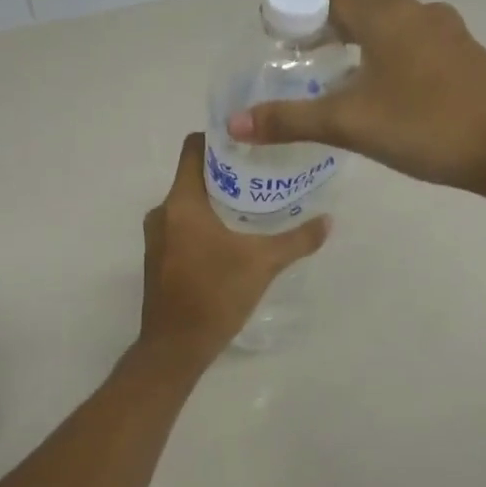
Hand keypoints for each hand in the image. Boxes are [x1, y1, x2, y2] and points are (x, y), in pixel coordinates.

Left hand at [137, 133, 328, 368]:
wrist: (175, 347)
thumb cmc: (215, 295)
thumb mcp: (263, 264)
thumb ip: (297, 239)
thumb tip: (328, 221)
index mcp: (181, 203)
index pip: (194, 148)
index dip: (219, 139)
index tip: (250, 143)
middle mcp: (162, 212)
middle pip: (194, 175)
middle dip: (227, 173)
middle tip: (263, 174)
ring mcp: (156, 237)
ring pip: (188, 203)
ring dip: (217, 200)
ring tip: (253, 204)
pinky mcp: (158, 258)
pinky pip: (183, 225)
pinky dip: (205, 223)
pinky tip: (233, 236)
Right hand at [226, 0, 485, 196]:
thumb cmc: (424, 126)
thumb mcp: (348, 124)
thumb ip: (289, 120)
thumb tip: (235, 124)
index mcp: (385, 13)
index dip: (297, 5)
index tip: (277, 37)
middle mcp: (416, 10)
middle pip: (358, 4)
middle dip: (324, 28)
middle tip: (298, 63)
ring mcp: (446, 31)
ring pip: (388, 25)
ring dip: (358, 43)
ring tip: (336, 81)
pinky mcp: (464, 55)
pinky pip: (414, 44)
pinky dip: (388, 57)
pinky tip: (384, 94)